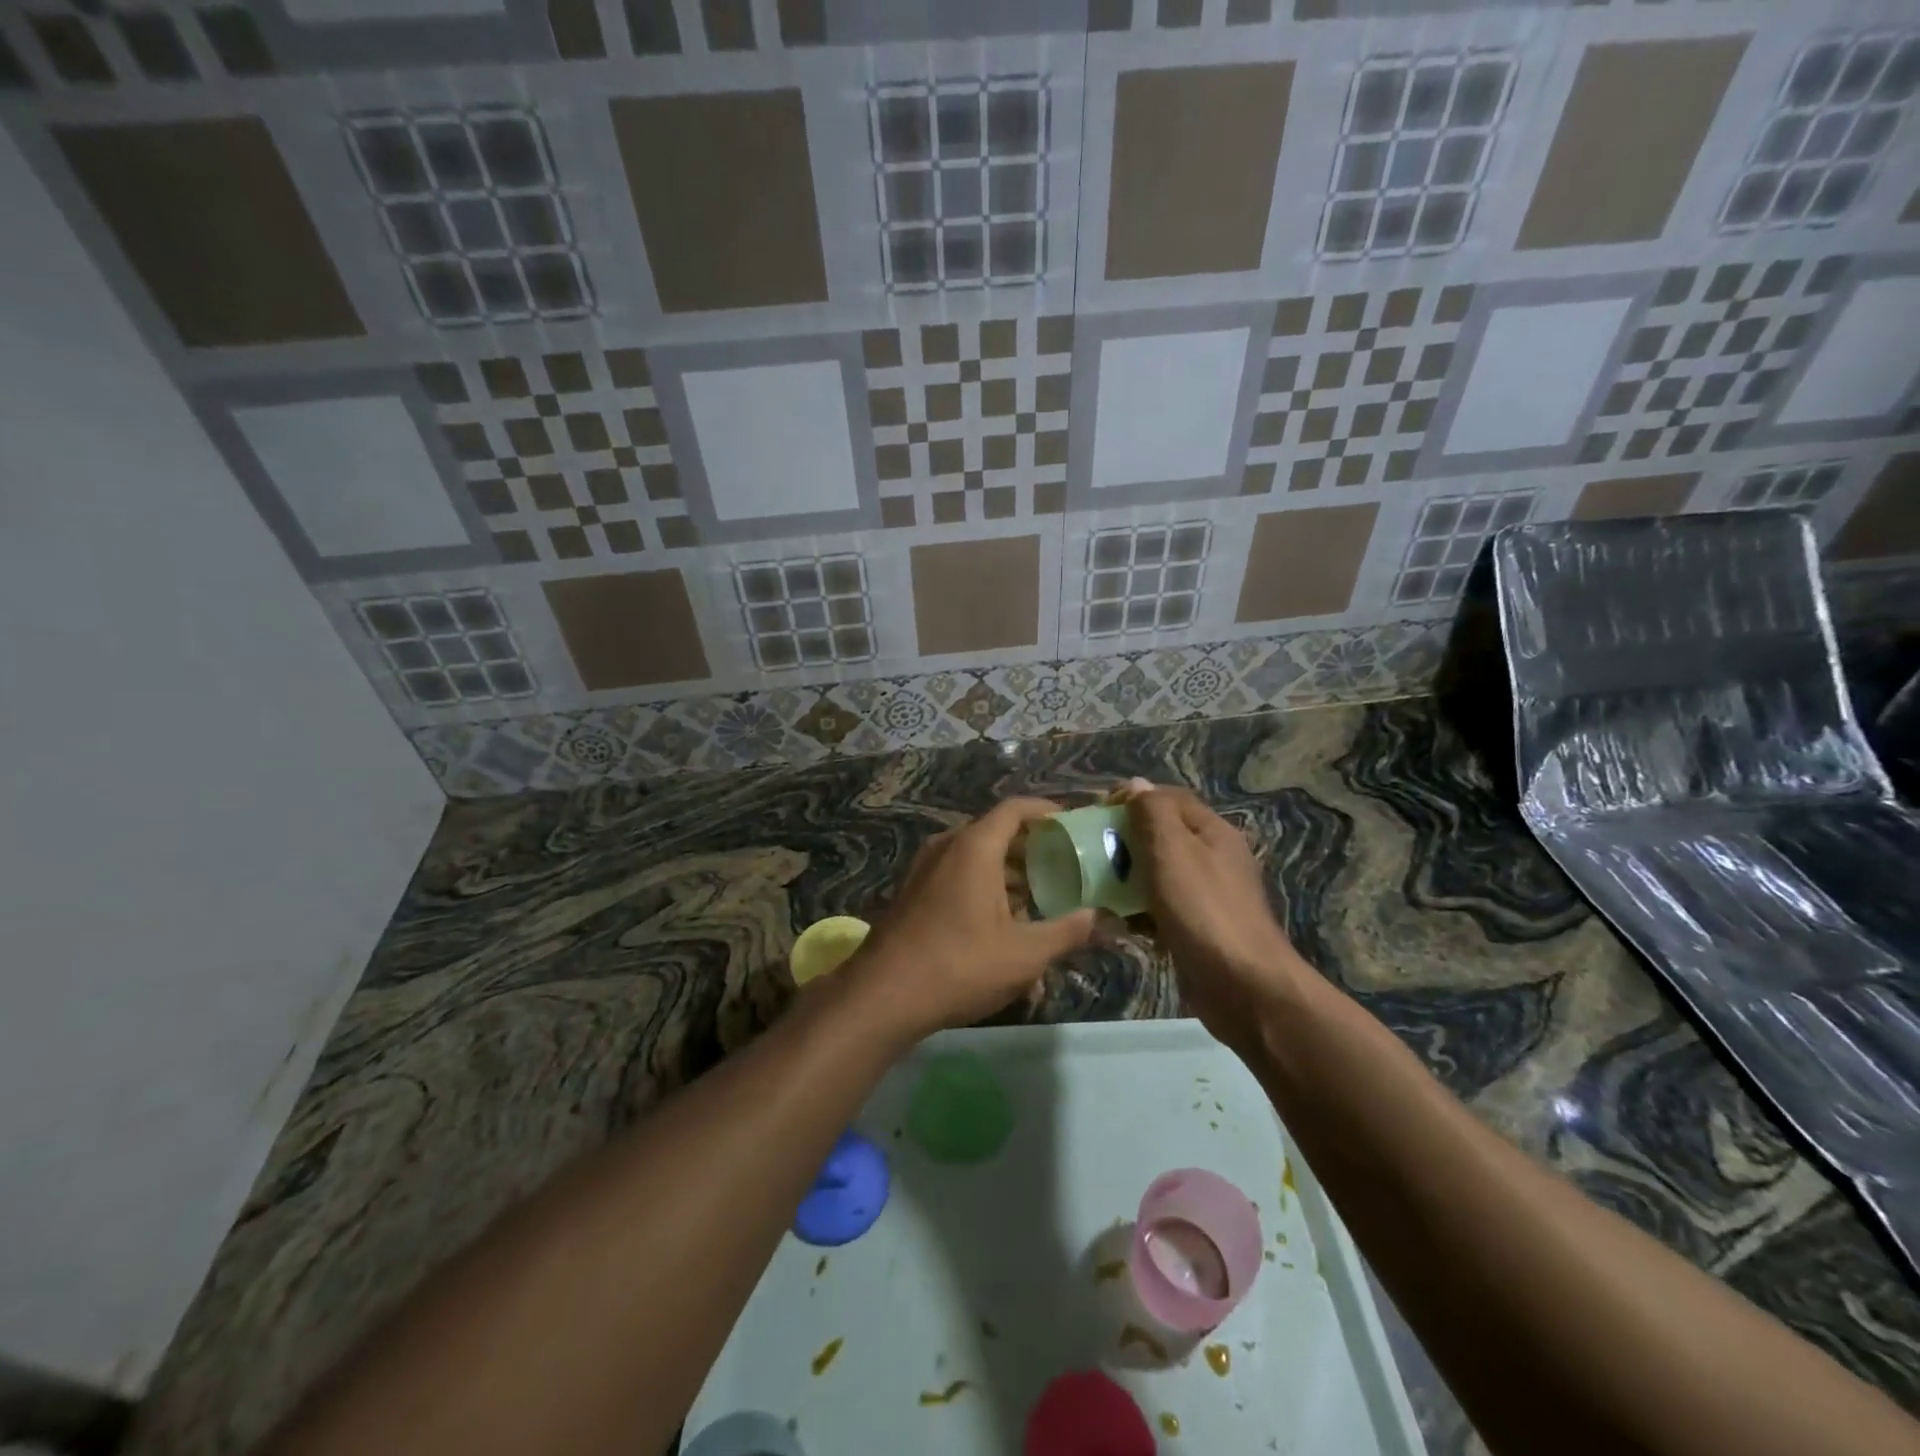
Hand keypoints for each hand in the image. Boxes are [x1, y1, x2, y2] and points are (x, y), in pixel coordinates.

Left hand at [850, 799, 1098, 1037]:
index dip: (1047, 811)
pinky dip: (983, 887)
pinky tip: (1001, 925)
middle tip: (1064, 867)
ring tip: (1039, 901)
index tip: (1073, 824)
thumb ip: (1067, 932)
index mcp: (974, 847)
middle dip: (1031, 848)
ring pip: (975, 858)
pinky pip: (957, 876)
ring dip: (1008, 873)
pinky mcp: (913, 893)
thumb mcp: (1024, 954)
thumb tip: (1100, 918)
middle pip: (996, 833)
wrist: (883, 995)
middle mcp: (947, 847)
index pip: (1015, 809)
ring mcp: (925, 869)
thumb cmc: (960, 965)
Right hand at [1116, 782, 1312, 1048]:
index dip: (1132, 799)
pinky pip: (1161, 910)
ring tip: (1096, 888)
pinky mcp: (1198, 930)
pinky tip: (1118, 924)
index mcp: (1212, 831)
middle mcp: (1213, 858)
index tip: (1096, 813)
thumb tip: (1136, 784)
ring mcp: (1208, 897)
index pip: (1168, 799)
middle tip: (1090, 852)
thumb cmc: (1203, 909)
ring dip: (1127, 879)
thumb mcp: (1171, 849)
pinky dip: (1139, 913)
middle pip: (1162, 836)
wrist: (1243, 986)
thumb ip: (1151, 812)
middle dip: (1125, 841)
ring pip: (1158, 875)